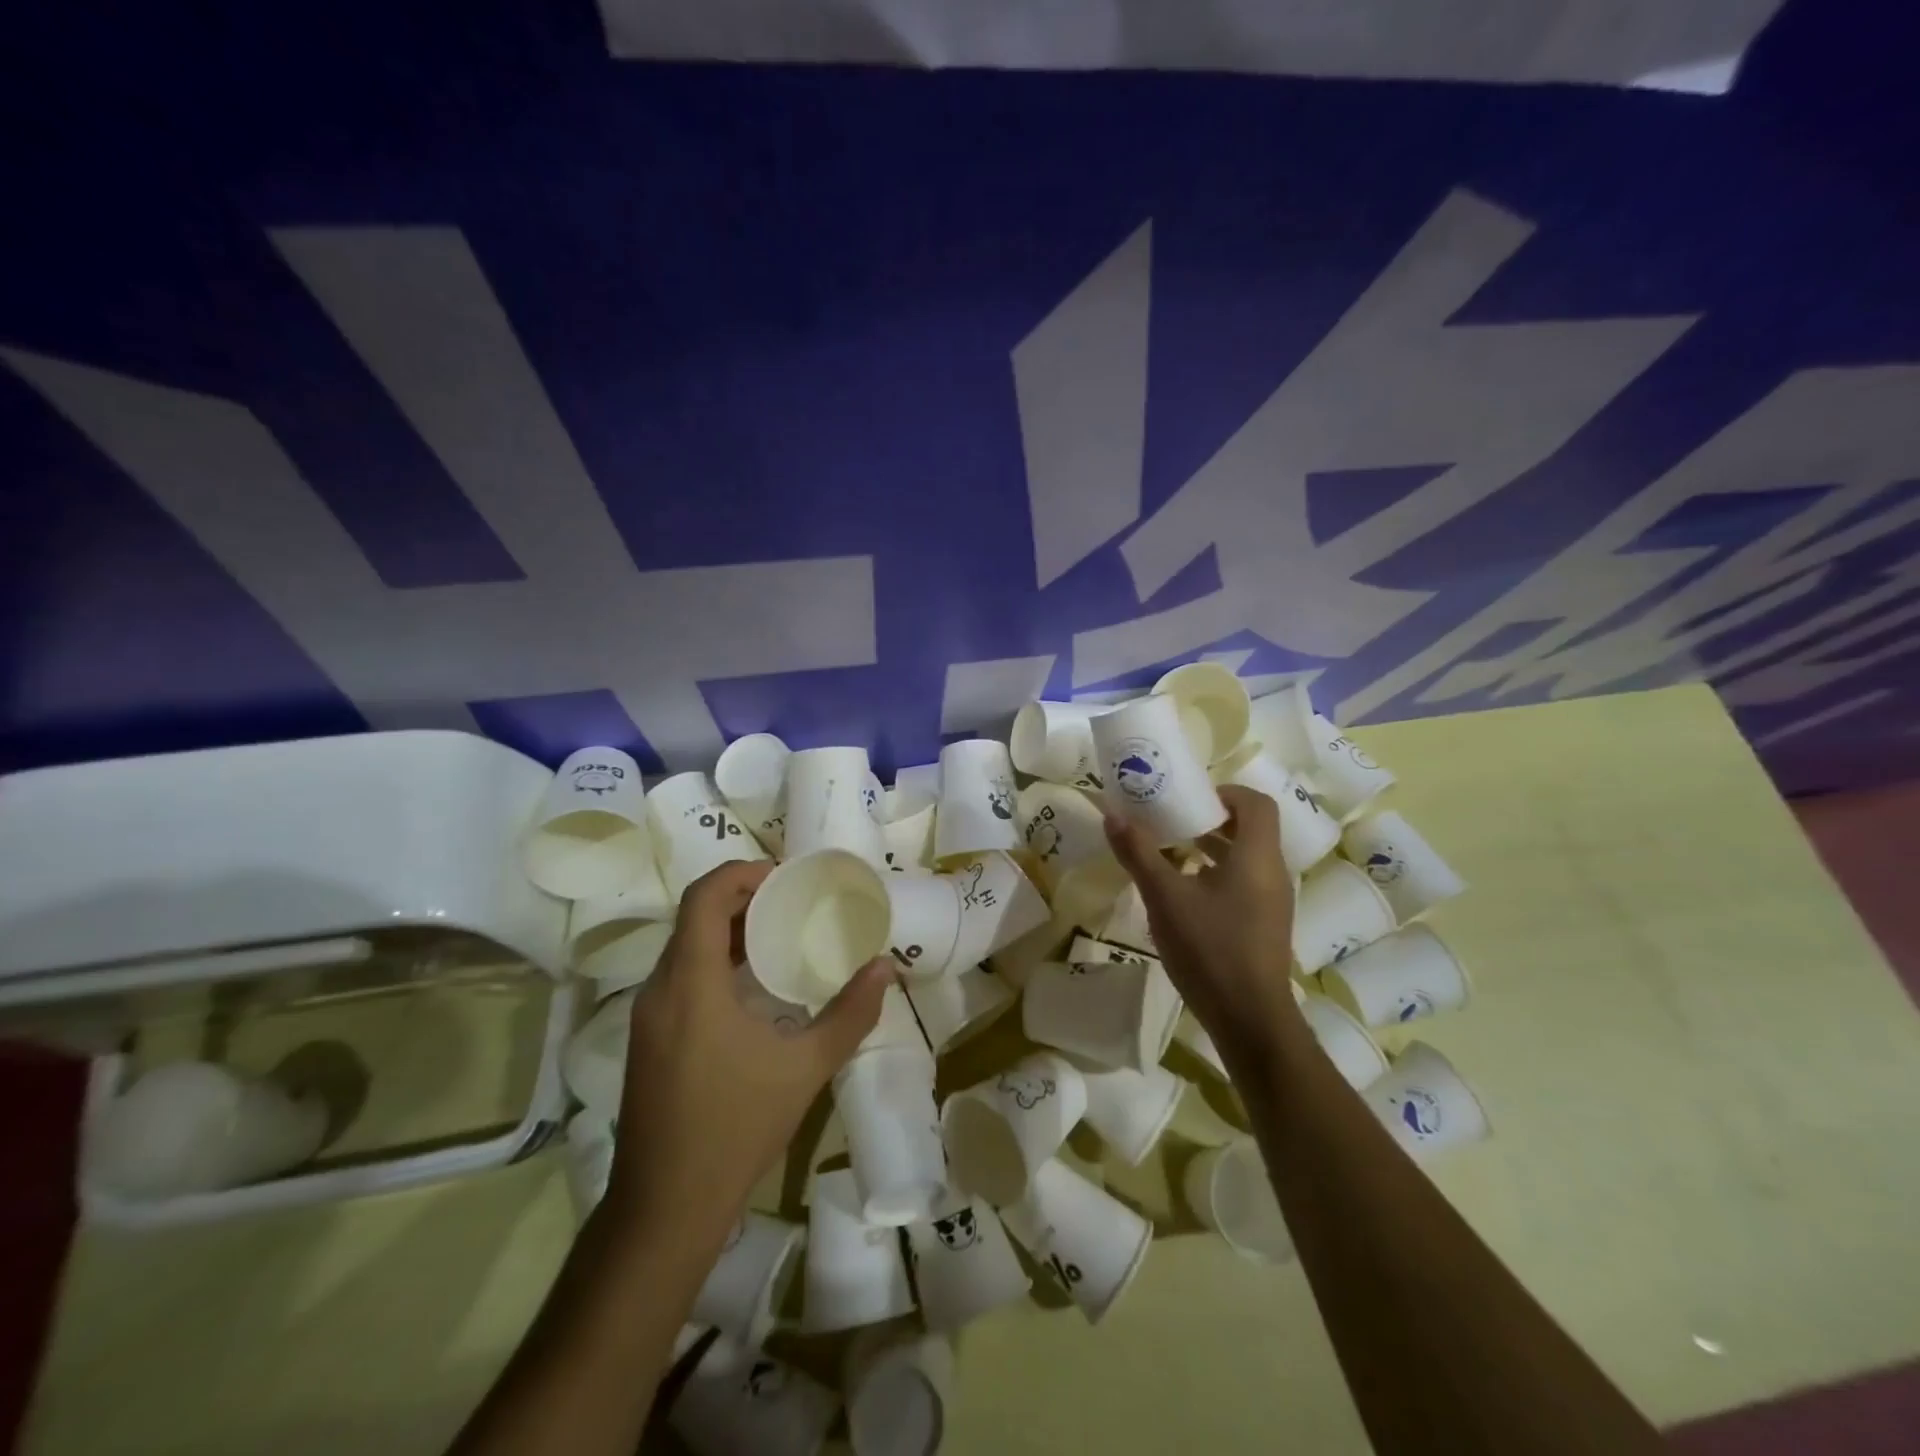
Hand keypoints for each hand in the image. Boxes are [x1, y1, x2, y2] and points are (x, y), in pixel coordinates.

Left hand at [609, 861, 888, 1240]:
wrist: (664, 1208)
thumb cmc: (735, 1128)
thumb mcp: (805, 1068)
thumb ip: (850, 1013)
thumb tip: (885, 967)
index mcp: (690, 983)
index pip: (703, 898)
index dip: (740, 873)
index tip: (782, 877)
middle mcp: (659, 989)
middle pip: (693, 918)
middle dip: (740, 899)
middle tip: (790, 902)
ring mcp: (647, 1017)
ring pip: (684, 948)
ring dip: (726, 931)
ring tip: (777, 935)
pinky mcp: (647, 1040)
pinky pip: (679, 977)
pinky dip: (713, 962)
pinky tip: (751, 987)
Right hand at [1104, 784, 1299, 1062]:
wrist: (1249, 1018)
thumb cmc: (1210, 948)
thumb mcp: (1164, 897)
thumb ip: (1138, 852)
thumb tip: (1111, 814)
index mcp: (1257, 856)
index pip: (1255, 803)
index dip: (1225, 792)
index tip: (1189, 799)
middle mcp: (1273, 872)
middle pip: (1251, 828)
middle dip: (1211, 819)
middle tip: (1172, 821)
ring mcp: (1274, 902)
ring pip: (1247, 858)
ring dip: (1213, 848)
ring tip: (1171, 853)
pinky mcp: (1266, 925)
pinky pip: (1245, 883)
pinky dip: (1218, 874)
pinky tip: (1185, 894)